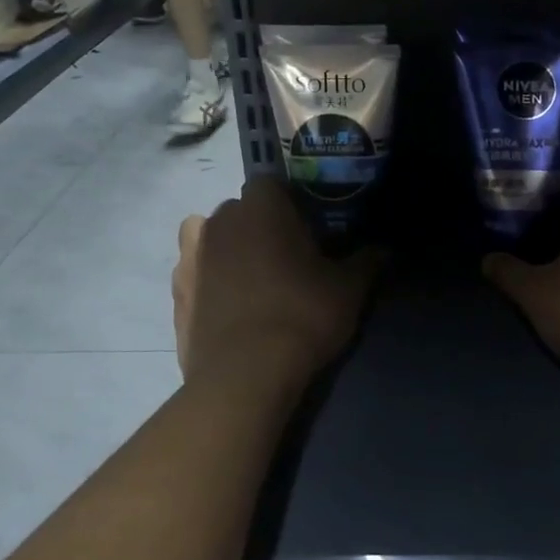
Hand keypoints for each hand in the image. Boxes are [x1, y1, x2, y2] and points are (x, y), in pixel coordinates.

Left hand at [173, 177, 381, 386]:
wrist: (245, 375)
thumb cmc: (301, 315)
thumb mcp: (348, 289)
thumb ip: (367, 261)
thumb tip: (384, 249)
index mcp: (261, 206)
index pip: (273, 184)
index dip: (291, 204)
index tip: (309, 230)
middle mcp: (219, 220)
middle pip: (241, 210)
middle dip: (260, 226)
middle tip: (286, 257)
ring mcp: (190, 256)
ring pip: (210, 237)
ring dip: (228, 248)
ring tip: (251, 279)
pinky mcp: (175, 292)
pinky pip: (194, 272)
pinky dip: (209, 280)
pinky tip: (228, 305)